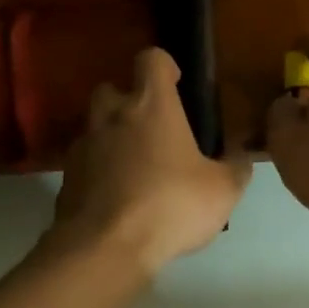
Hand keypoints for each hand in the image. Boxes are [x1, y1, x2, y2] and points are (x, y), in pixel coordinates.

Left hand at [53, 48, 252, 276]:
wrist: (105, 247)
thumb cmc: (170, 205)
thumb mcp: (222, 191)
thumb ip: (235, 169)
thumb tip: (241, 158)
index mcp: (151, 106)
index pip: (151, 60)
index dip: (164, 66)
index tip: (176, 84)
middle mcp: (112, 116)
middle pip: (112, 89)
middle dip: (128, 101)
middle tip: (151, 129)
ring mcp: (84, 146)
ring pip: (95, 127)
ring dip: (112, 138)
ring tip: (135, 168)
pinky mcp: (66, 178)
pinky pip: (84, 163)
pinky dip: (98, 172)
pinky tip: (116, 198)